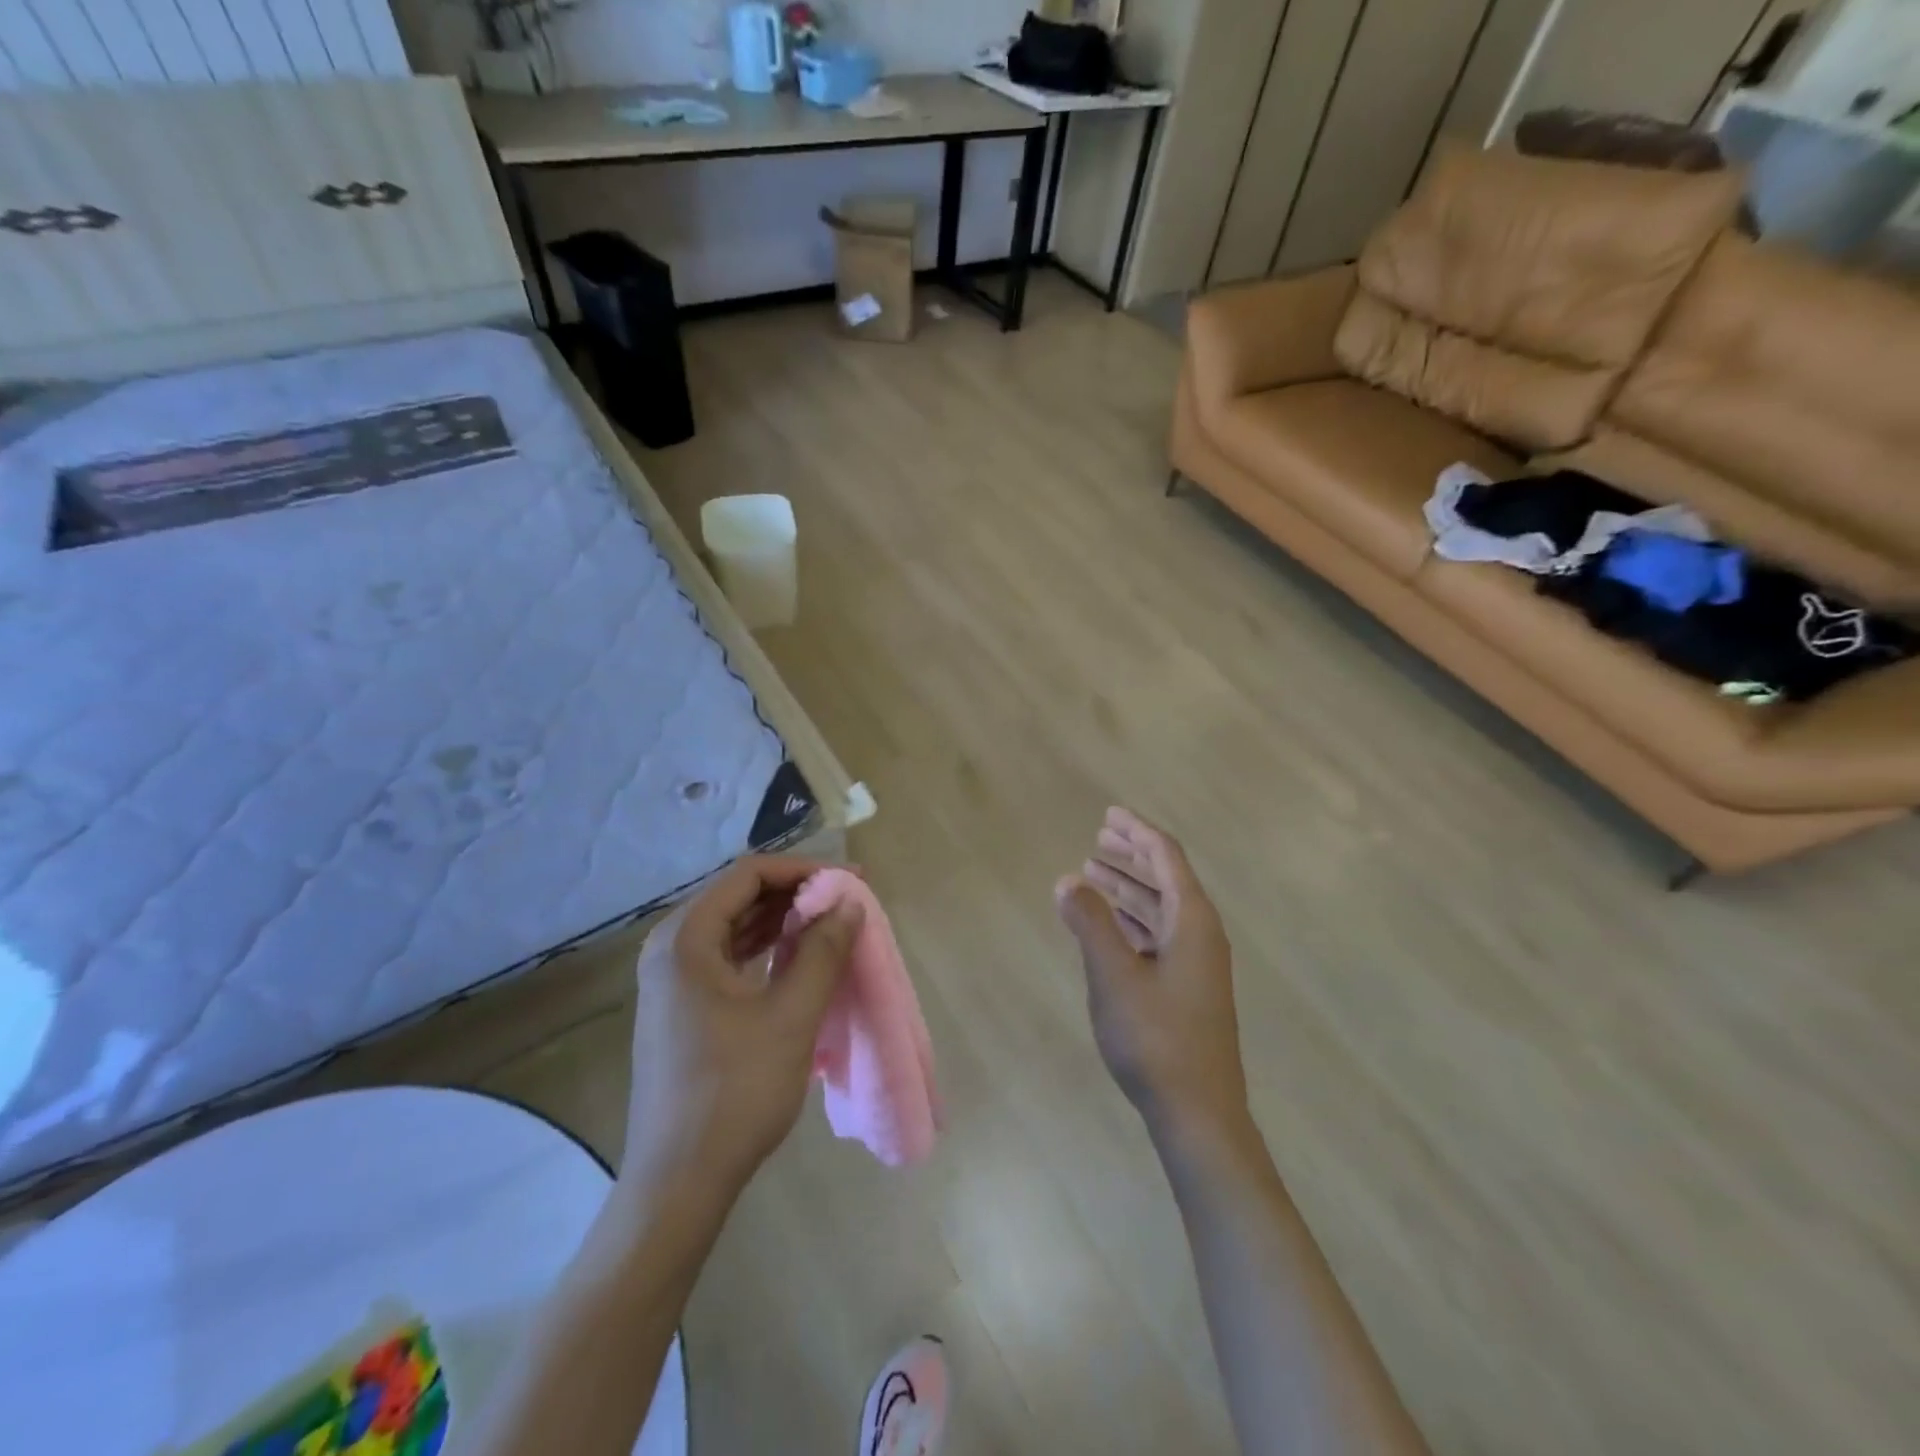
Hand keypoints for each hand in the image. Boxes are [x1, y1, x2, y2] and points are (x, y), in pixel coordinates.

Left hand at [623, 856, 862, 1204]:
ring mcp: (672, 980)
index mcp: (685, 939)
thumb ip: (823, 950)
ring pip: (735, 927)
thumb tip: (849, 902)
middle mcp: (670, 948)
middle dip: (796, 893)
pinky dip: (766, 949)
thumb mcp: (791, 1015)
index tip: (849, 881)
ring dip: (783, 921)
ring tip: (832, 924)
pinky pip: (728, 958)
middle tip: (847, 902)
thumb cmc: (736, 1091)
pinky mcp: (681, 1008)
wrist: (679, 1182)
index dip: (803, 870)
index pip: (749, 875)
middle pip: (739, 897)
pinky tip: (798, 957)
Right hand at [1055, 808, 1247, 1139]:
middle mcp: (1201, 934)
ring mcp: (1197, 963)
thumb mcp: (1114, 976)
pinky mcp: (1187, 988)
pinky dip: (1132, 919)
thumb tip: (1068, 880)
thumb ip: (1091, 923)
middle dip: (1132, 855)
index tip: (1109, 814)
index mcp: (1193, 921)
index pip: (1166, 857)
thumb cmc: (1156, 1038)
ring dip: (1129, 887)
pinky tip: (1108, 922)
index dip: (1137, 831)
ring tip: (1093, 873)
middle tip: (1099, 838)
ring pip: (1161, 908)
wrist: (1199, 1113)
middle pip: (1166, 878)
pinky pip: (1158, 934)